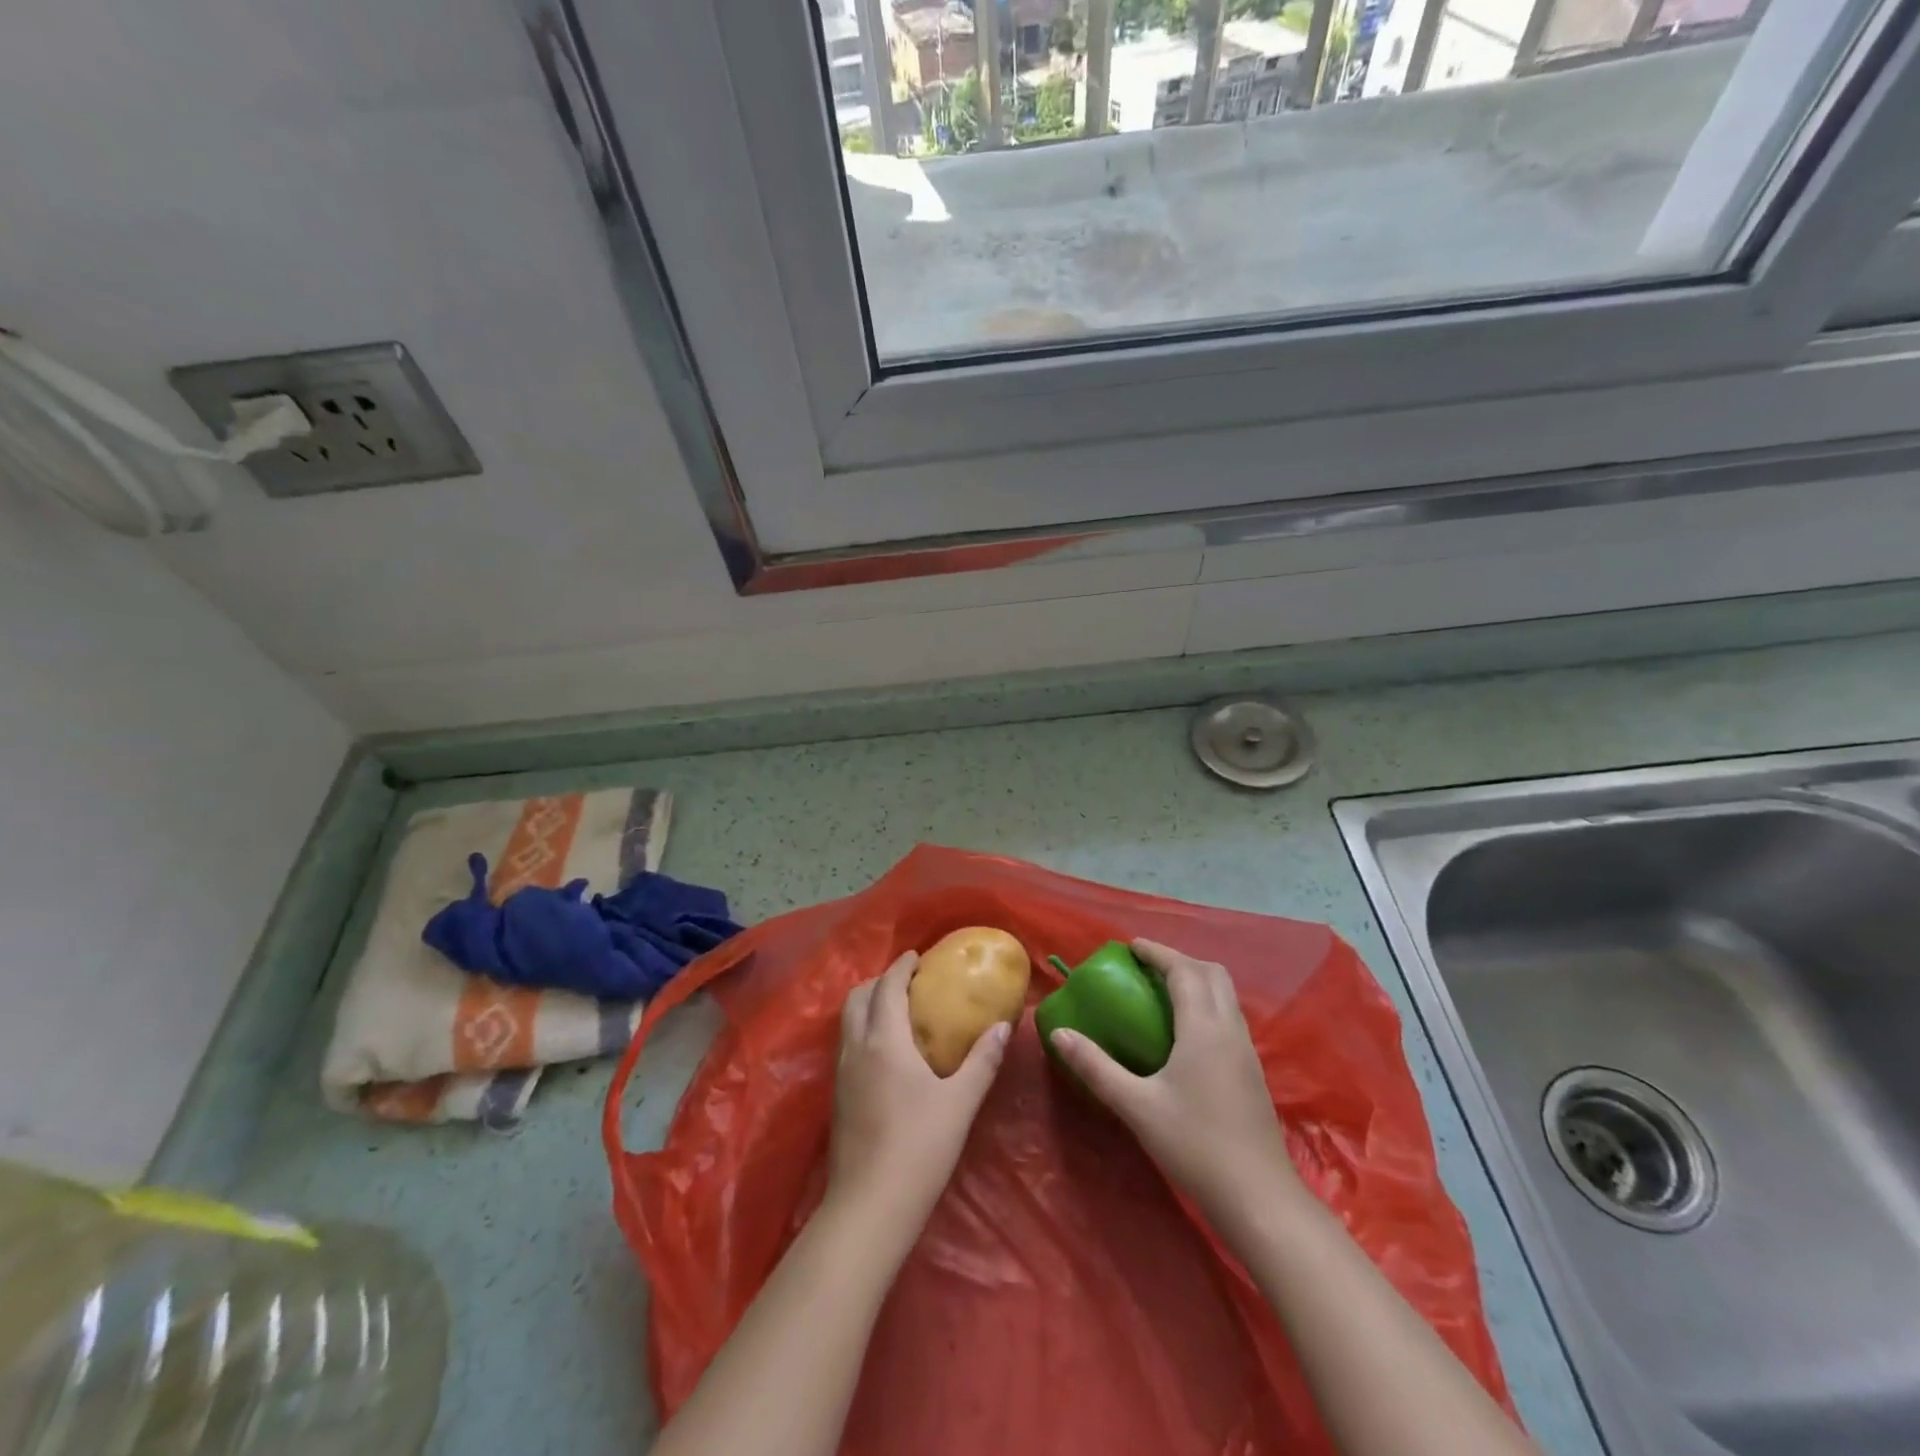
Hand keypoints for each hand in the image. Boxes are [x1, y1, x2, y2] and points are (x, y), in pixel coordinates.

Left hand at [827, 950, 1010, 1245]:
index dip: (901, 967)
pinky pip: (847, 1043)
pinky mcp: (838, 1096)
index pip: (887, 987)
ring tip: (897, 1010)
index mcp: (884, 1040)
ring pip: (848, 1020)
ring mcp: (842, 1072)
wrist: (869, 1206)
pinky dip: (863, 1029)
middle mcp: (856, 1047)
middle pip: (857, 997)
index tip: (917, 957)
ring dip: (868, 1004)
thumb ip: (982, 1061)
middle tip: (908, 982)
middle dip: (879, 981)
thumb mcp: (960, 1103)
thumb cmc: (919, 1147)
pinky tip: (885, 1051)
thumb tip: (1003, 1028)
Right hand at [1048, 939, 1301, 1221]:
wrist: (1259, 1198)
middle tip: (1146, 968)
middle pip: (1212, 973)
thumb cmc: (1195, 1145)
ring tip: (1162, 993)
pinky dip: (1206, 1005)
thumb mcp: (1136, 1105)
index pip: (1183, 970)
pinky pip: (1229, 1017)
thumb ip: (1096, 1067)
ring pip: (1225, 995)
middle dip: (1179, 961)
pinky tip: (1185, 1033)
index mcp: (1204, 1028)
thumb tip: (1060, 1034)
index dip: (1157, 953)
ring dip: (1196, 981)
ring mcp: (1246, 1051)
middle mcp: (1230, 1029)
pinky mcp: (1252, 1072)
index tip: (1130, 947)